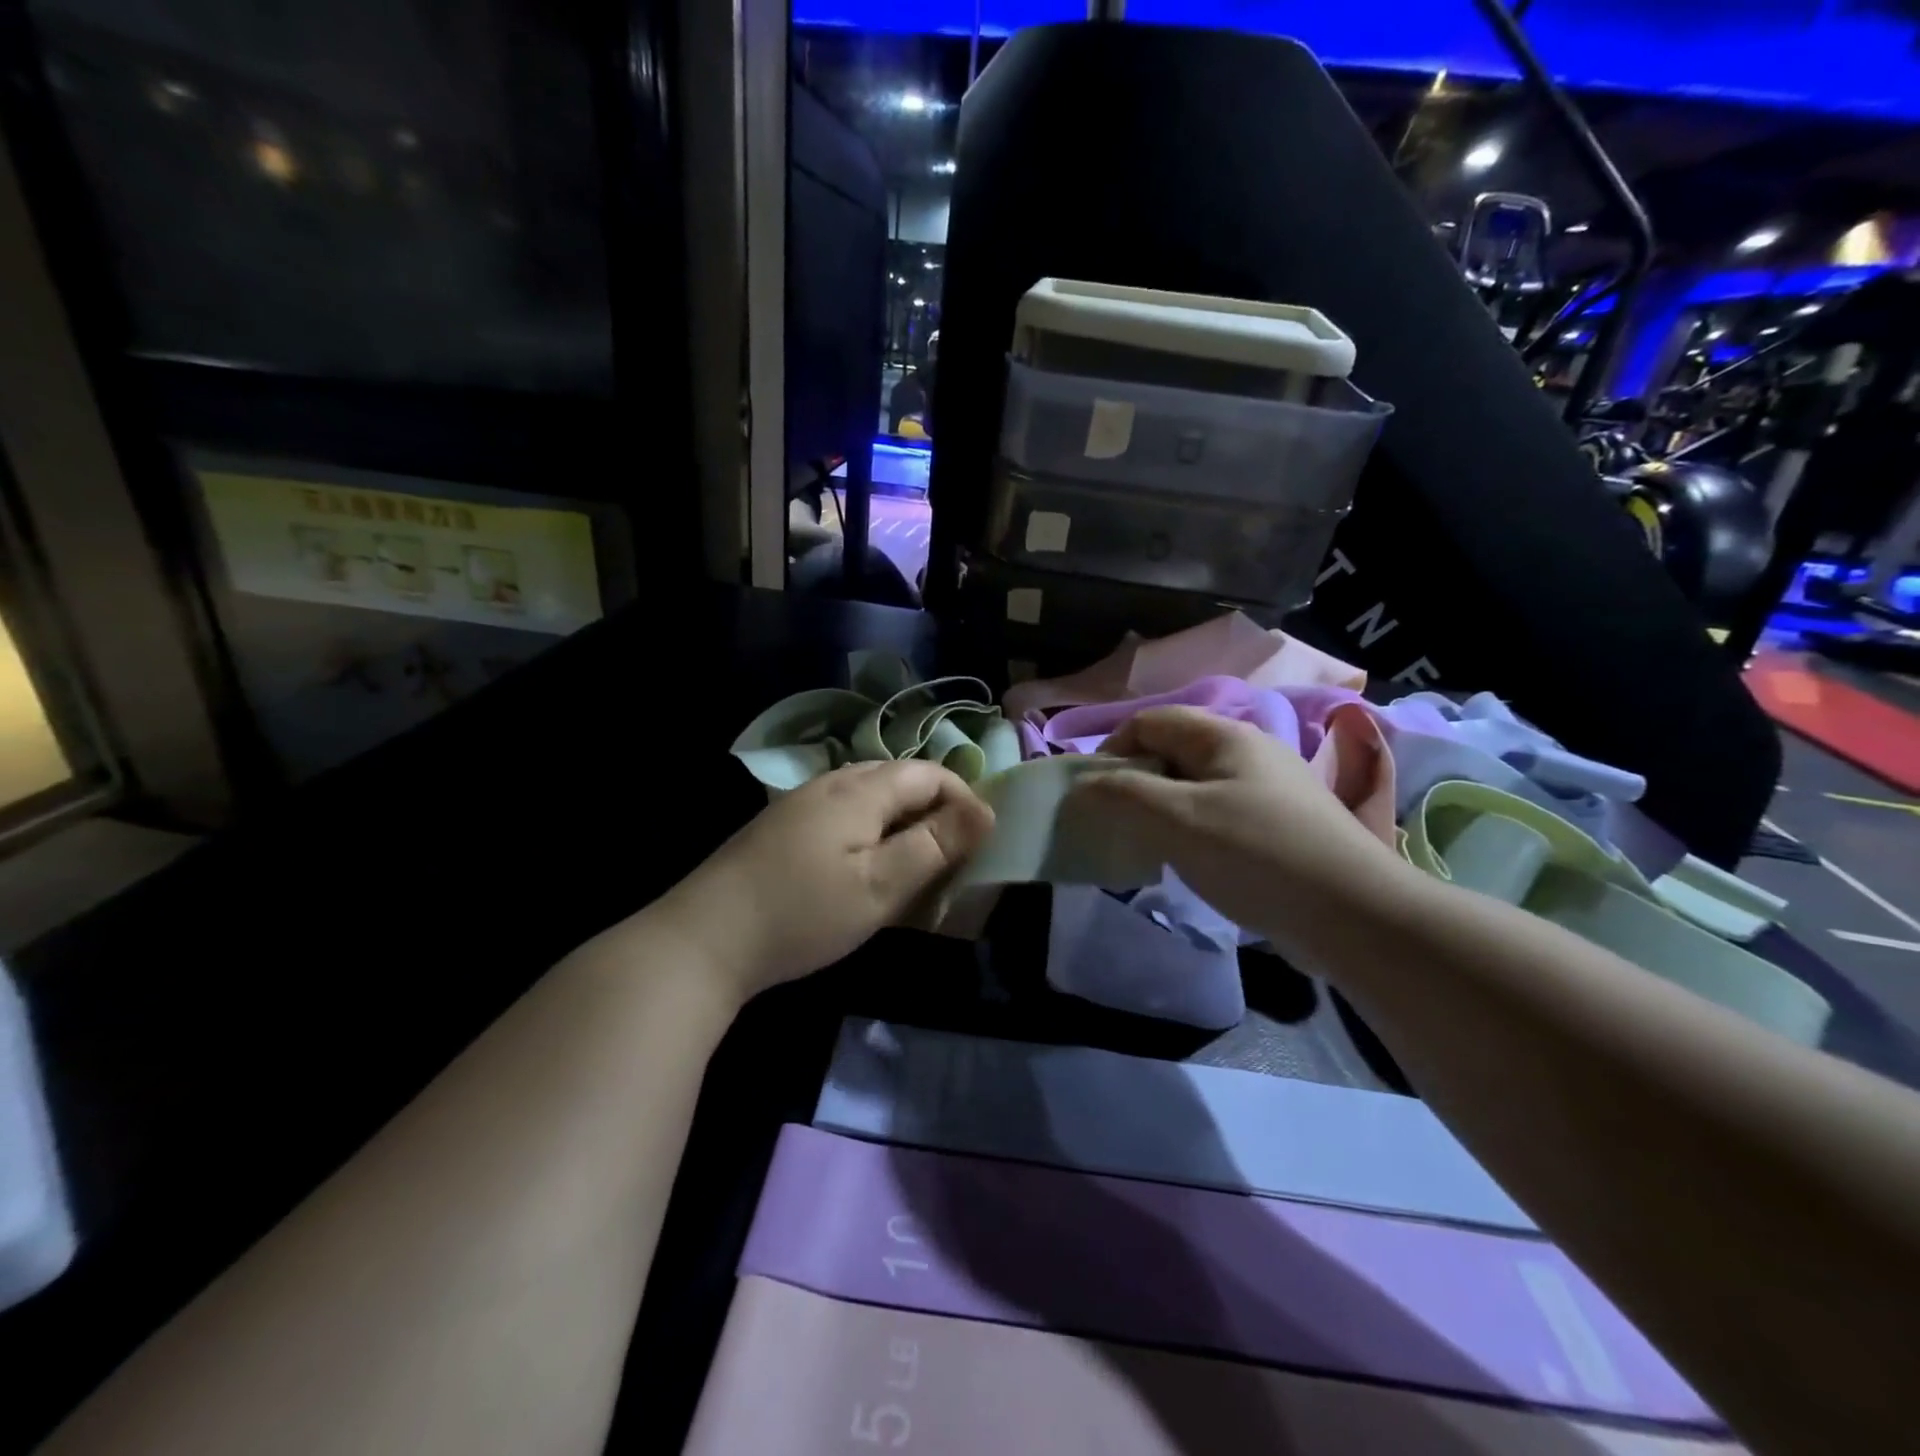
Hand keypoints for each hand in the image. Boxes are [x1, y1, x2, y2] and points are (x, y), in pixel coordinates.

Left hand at [651, 760, 994, 1003]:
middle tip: (952, 860)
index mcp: (859, 789)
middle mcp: (830, 782)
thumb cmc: (802, 913)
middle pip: (899, 780)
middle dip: (935, 812)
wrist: (703, 939)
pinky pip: (844, 815)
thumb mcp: (880, 886)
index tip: (981, 842)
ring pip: (870, 798)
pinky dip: (870, 834)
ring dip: (902, 824)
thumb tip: (986, 811)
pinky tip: (864, 870)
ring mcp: (801, 803)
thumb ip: (935, 845)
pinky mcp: (782, 827)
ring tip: (914, 868)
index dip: (963, 798)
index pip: (928, 773)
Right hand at [1068, 707, 1403, 945]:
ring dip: (1162, 810)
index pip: (1149, 722)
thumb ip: (1121, 794)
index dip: (1111, 751)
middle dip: (1135, 784)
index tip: (1092, 797)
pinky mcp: (1282, 825)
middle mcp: (1250, 750)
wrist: (1357, 916)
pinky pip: (1220, 814)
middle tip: (1118, 826)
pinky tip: (1193, 864)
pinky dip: (1192, 831)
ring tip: (1150, 848)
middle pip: (1172, 752)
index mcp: (1225, 736)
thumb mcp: (1177, 820)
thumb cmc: (1257, 855)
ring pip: (1195, 786)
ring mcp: (1270, 788)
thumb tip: (1081, 785)